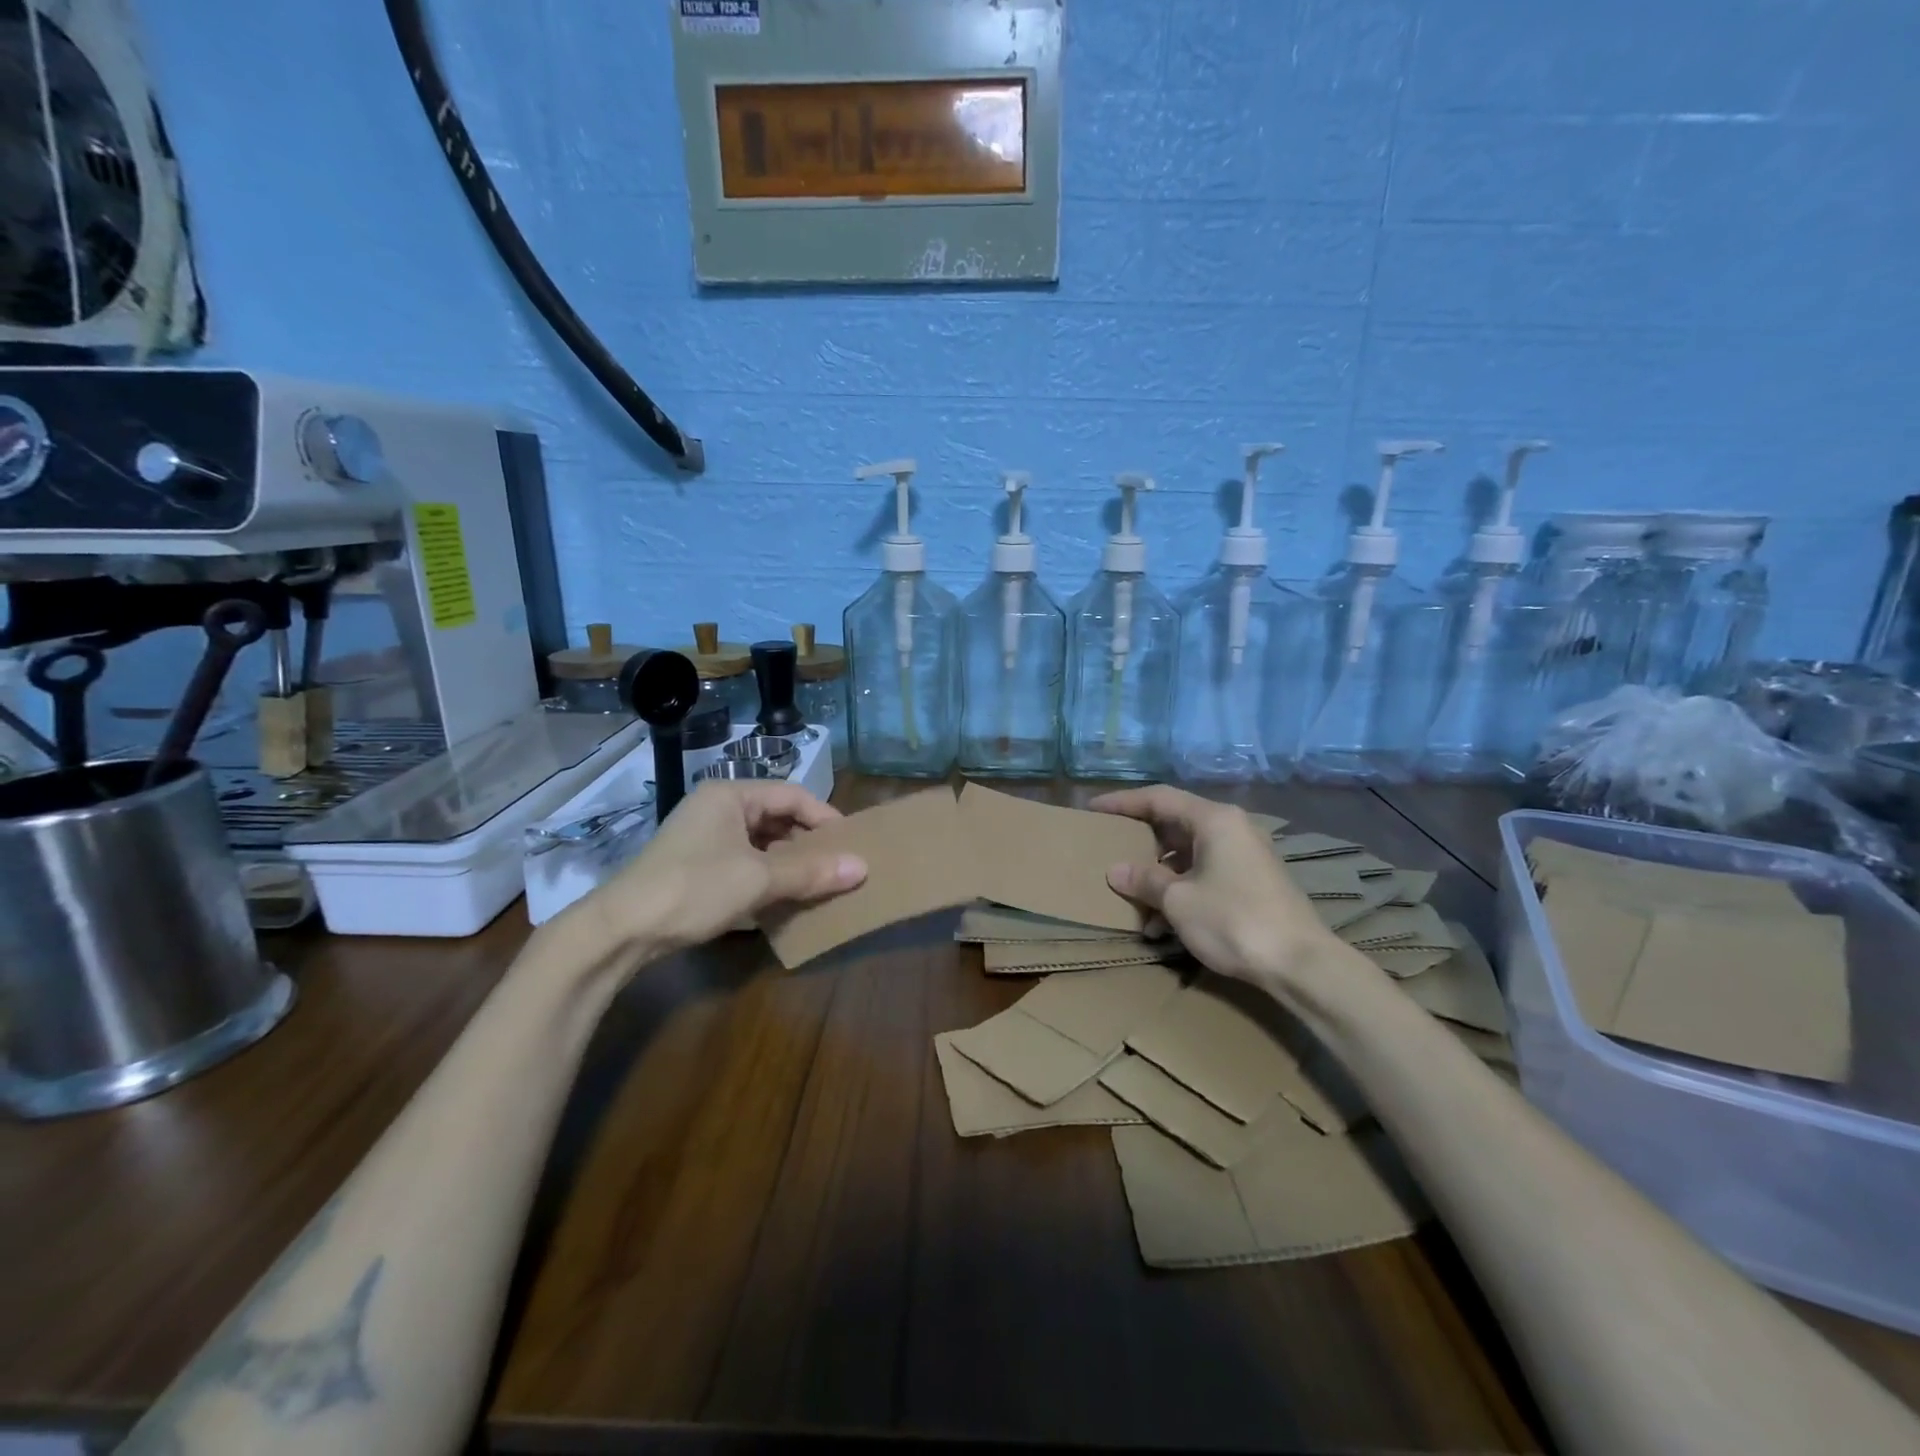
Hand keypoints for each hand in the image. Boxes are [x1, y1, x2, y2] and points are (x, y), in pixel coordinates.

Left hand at [598, 781, 866, 953]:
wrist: (622, 930)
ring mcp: (703, 838)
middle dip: (808, 843)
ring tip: (817, 885)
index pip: (792, 795)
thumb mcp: (759, 878)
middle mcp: (716, 809)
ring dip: (788, 864)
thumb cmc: (694, 888)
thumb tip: (862, 868)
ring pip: (760, 844)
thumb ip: (811, 871)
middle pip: (776, 818)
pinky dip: (765, 878)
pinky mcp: (694, 867)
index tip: (851, 845)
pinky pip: (742, 863)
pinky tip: (782, 901)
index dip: (825, 818)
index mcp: (730, 795)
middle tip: (838, 867)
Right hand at [1091, 786, 1336, 987]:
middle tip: (1110, 851)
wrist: (1301, 963)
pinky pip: (1206, 873)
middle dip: (1140, 842)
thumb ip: (1144, 879)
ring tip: (1133, 901)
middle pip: (1175, 824)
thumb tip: (1116, 870)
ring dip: (1159, 875)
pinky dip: (1181, 890)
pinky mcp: (1253, 882)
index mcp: (1214, 820)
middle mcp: (1232, 828)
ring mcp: (1245, 855)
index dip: (1122, 802)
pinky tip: (1162, 925)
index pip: (1158, 798)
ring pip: (1189, 853)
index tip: (1093, 810)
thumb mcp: (1178, 900)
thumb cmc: (1233, 920)